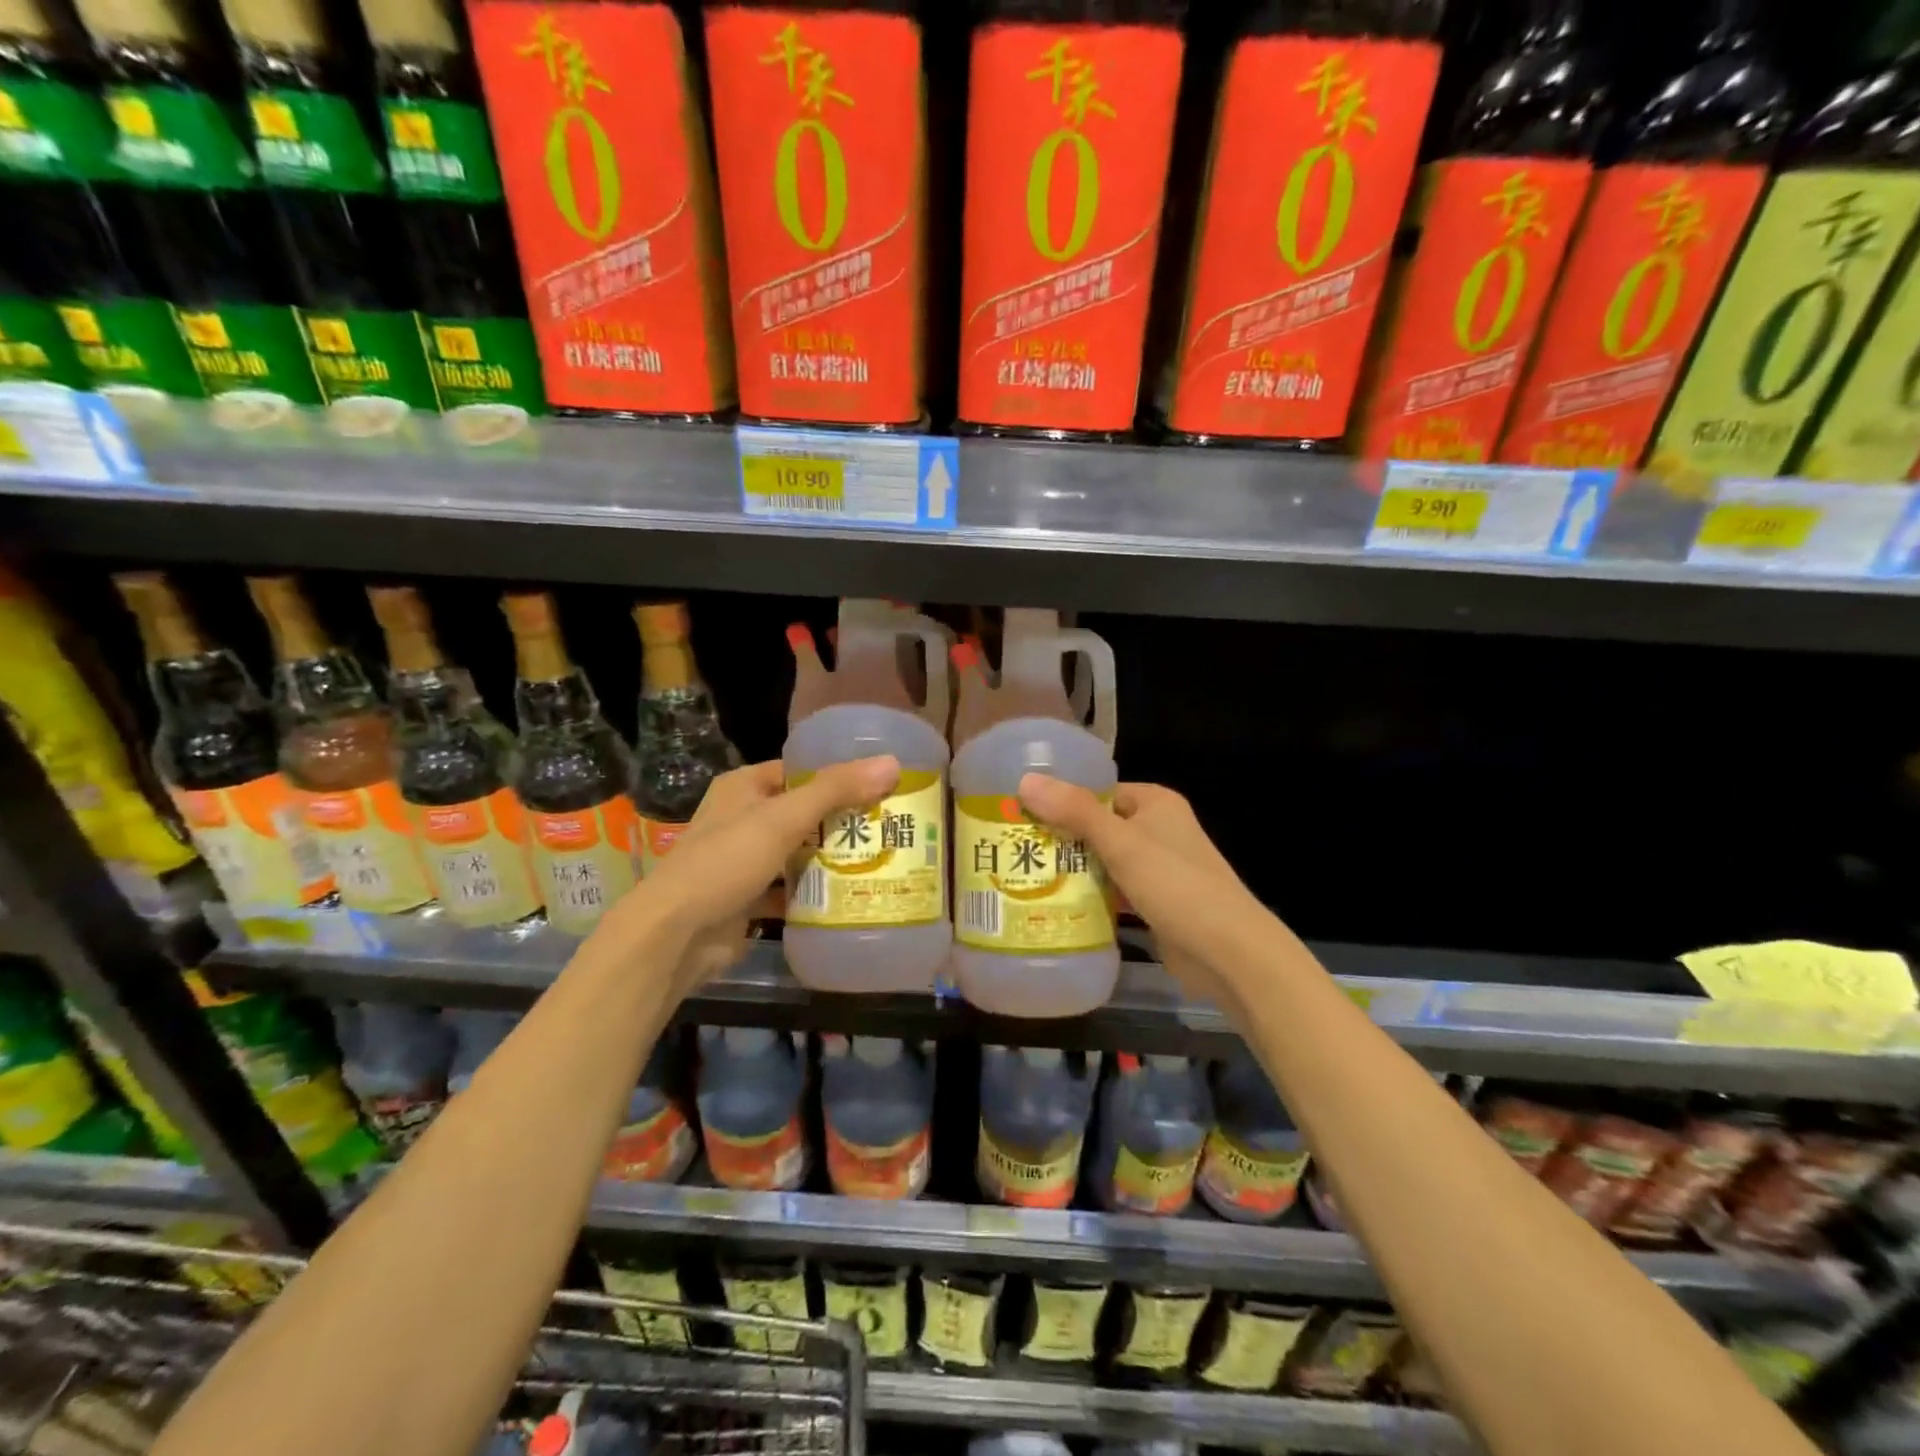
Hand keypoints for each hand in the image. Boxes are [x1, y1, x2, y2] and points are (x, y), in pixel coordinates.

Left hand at [618, 756, 900, 997]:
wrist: (675, 936)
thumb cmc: (726, 862)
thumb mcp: (783, 818)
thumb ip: (836, 790)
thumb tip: (891, 763)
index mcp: (744, 787)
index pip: (800, 771)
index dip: (839, 776)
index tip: (881, 786)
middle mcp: (742, 818)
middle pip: (803, 812)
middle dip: (842, 821)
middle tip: (890, 824)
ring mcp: (743, 860)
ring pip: (798, 852)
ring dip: (831, 858)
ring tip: (882, 858)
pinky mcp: (748, 897)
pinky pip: (790, 888)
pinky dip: (813, 892)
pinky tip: (851, 894)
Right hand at [1016, 776, 1263, 1004]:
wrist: (1228, 952)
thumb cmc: (1175, 885)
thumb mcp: (1121, 843)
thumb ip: (1074, 811)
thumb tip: (1026, 780)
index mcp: (1155, 802)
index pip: (1098, 791)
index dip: (1061, 800)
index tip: (1020, 814)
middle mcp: (1158, 829)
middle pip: (1098, 826)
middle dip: (1061, 839)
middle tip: (1015, 849)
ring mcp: (1158, 867)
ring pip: (1104, 861)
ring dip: (1073, 870)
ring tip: (1024, 876)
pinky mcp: (1155, 901)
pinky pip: (1114, 890)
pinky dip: (1092, 895)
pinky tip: (1057, 905)